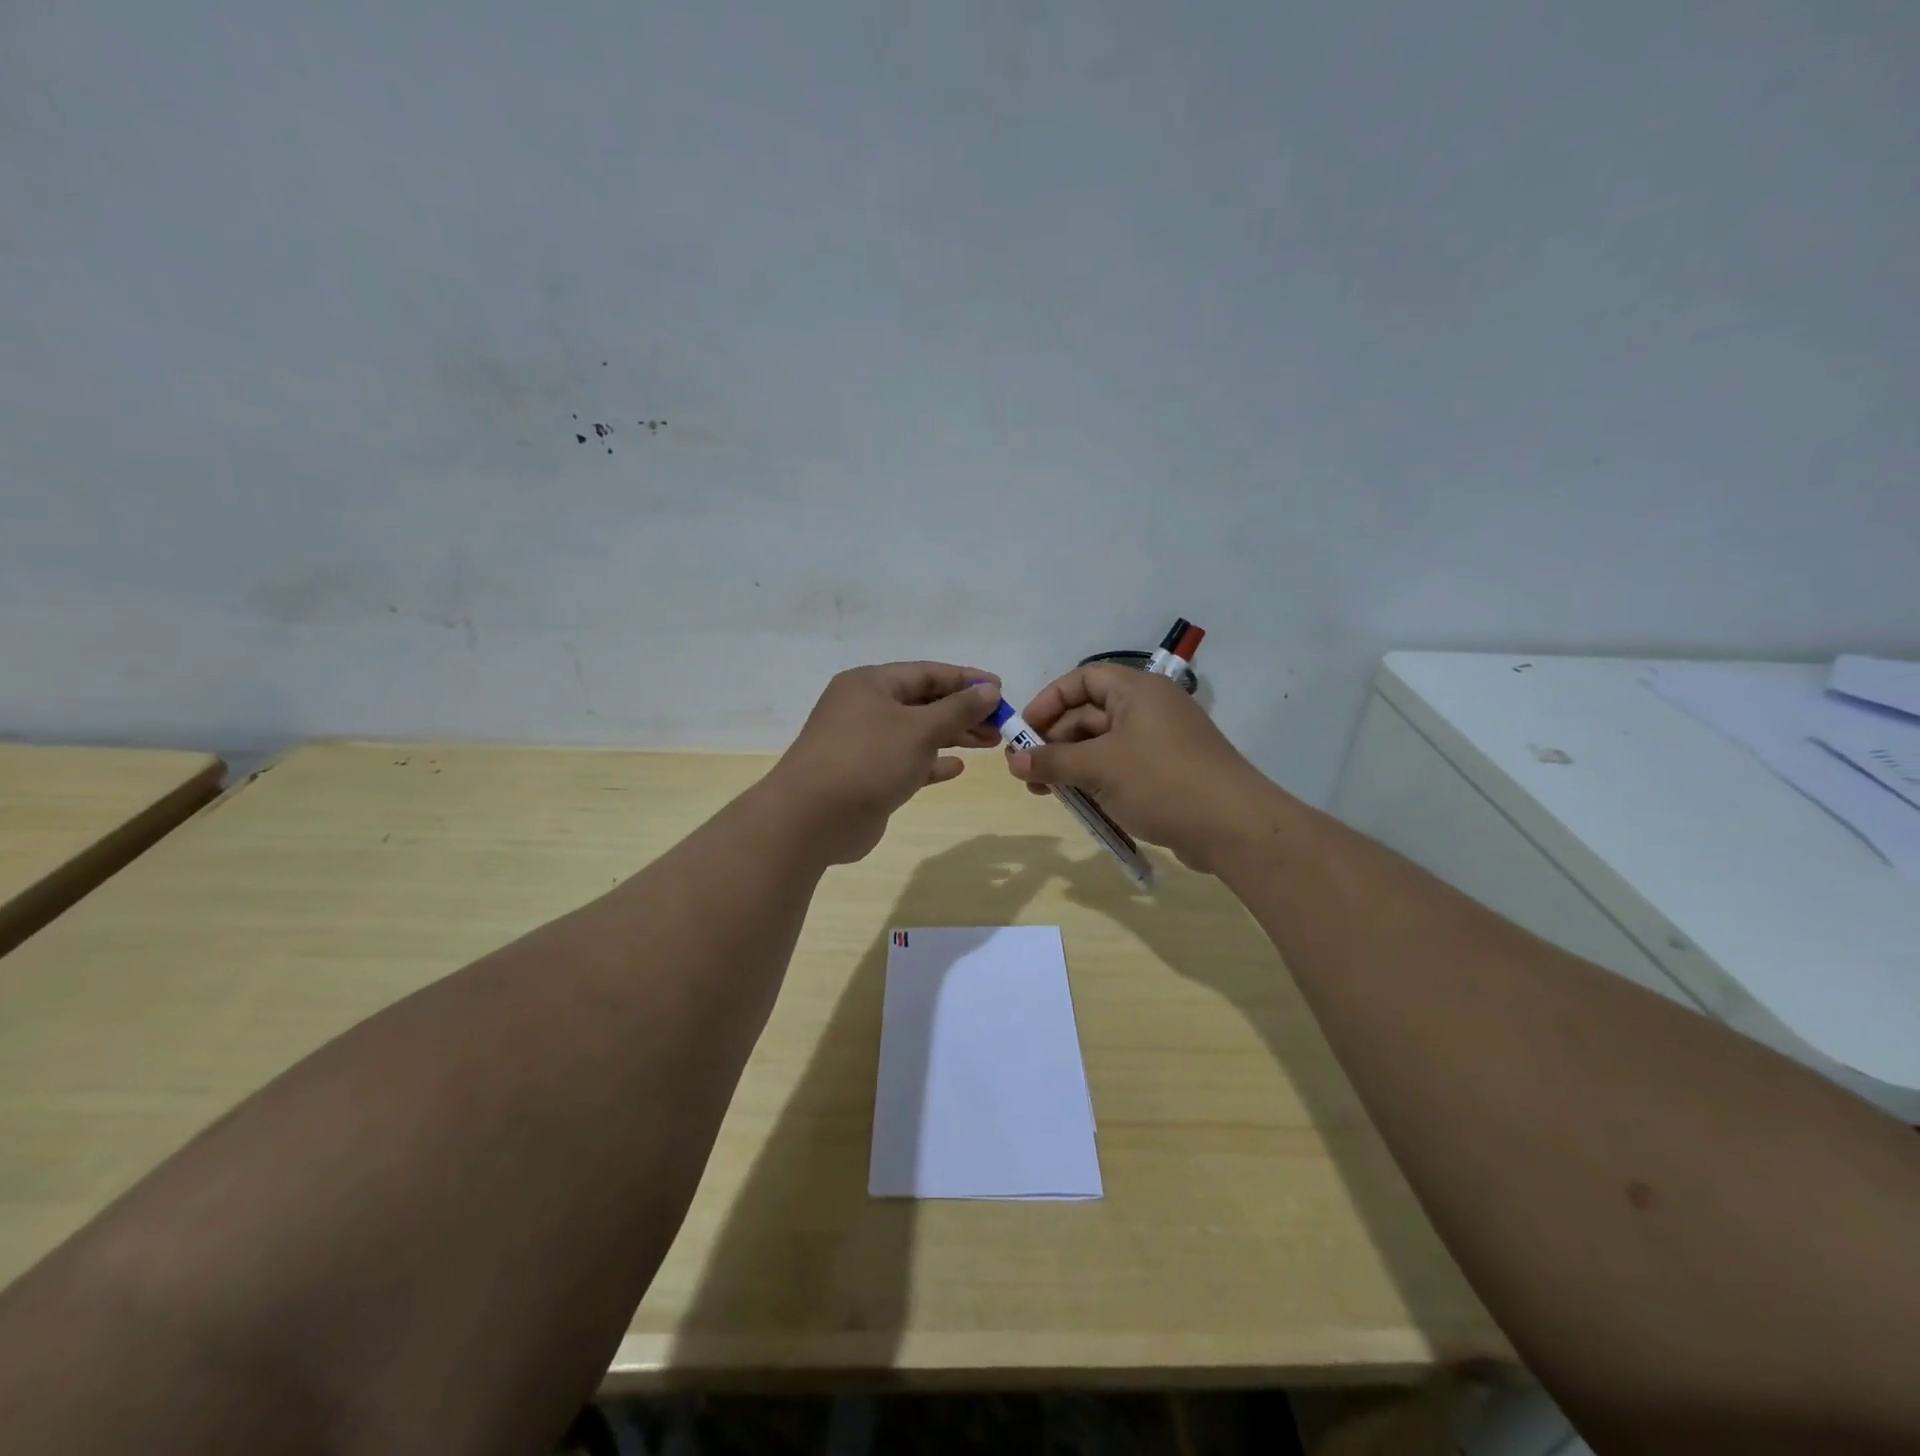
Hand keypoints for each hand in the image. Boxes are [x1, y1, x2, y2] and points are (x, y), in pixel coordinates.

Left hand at [767, 662, 1002, 864]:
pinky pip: (906, 762)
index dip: (965, 679)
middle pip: (923, 702)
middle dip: (963, 711)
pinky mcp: (866, 777)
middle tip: (1001, 723)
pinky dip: (931, 762)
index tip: (1000, 690)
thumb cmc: (867, 759)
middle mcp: (865, 708)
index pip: (926, 673)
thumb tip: (989, 690)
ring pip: (917, 733)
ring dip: (952, 736)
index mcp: (870, 684)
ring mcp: (863, 744)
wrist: (813, 818)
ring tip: (990, 743)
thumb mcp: (919, 729)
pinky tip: (957, 767)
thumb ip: (957, 709)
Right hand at [1006, 665, 1279, 872]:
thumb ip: (1052, 761)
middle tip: (1027, 772)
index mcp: (1137, 691)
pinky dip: (1095, 780)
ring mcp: (1159, 742)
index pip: (1083, 679)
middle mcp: (1149, 709)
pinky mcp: (1166, 773)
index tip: (1024, 731)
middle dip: (1055, 741)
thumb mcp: (1098, 768)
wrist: (1234, 827)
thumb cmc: (1161, 782)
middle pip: (1089, 714)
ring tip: (1044, 793)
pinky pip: (1120, 767)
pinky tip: (1077, 803)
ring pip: (1102, 745)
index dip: (1049, 701)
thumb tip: (1014, 761)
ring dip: (1070, 765)